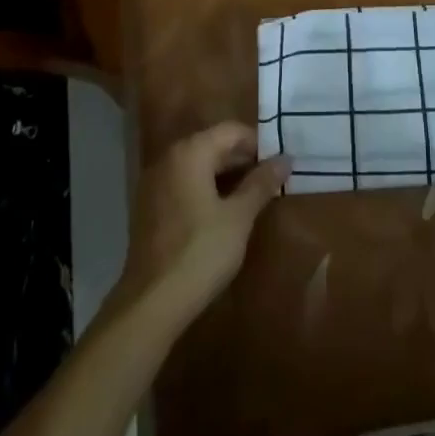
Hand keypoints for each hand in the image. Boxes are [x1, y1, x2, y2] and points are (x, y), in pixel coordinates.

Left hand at [115, 123, 288, 328]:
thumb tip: (286, 158)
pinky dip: (204, 189)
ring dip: (224, 175)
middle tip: (270, 180)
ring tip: (251, 196)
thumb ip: (261, 183)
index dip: (258, 143)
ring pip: (198, 165)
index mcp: (191, 152)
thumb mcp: (239, 217)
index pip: (231, 131)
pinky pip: (183, 184)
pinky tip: (221, 212)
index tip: (278, 163)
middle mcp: (169, 157)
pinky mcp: (148, 206)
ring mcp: (154, 182)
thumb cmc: (201, 252)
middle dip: (242, 160)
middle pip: (213, 145)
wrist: (151, 304)